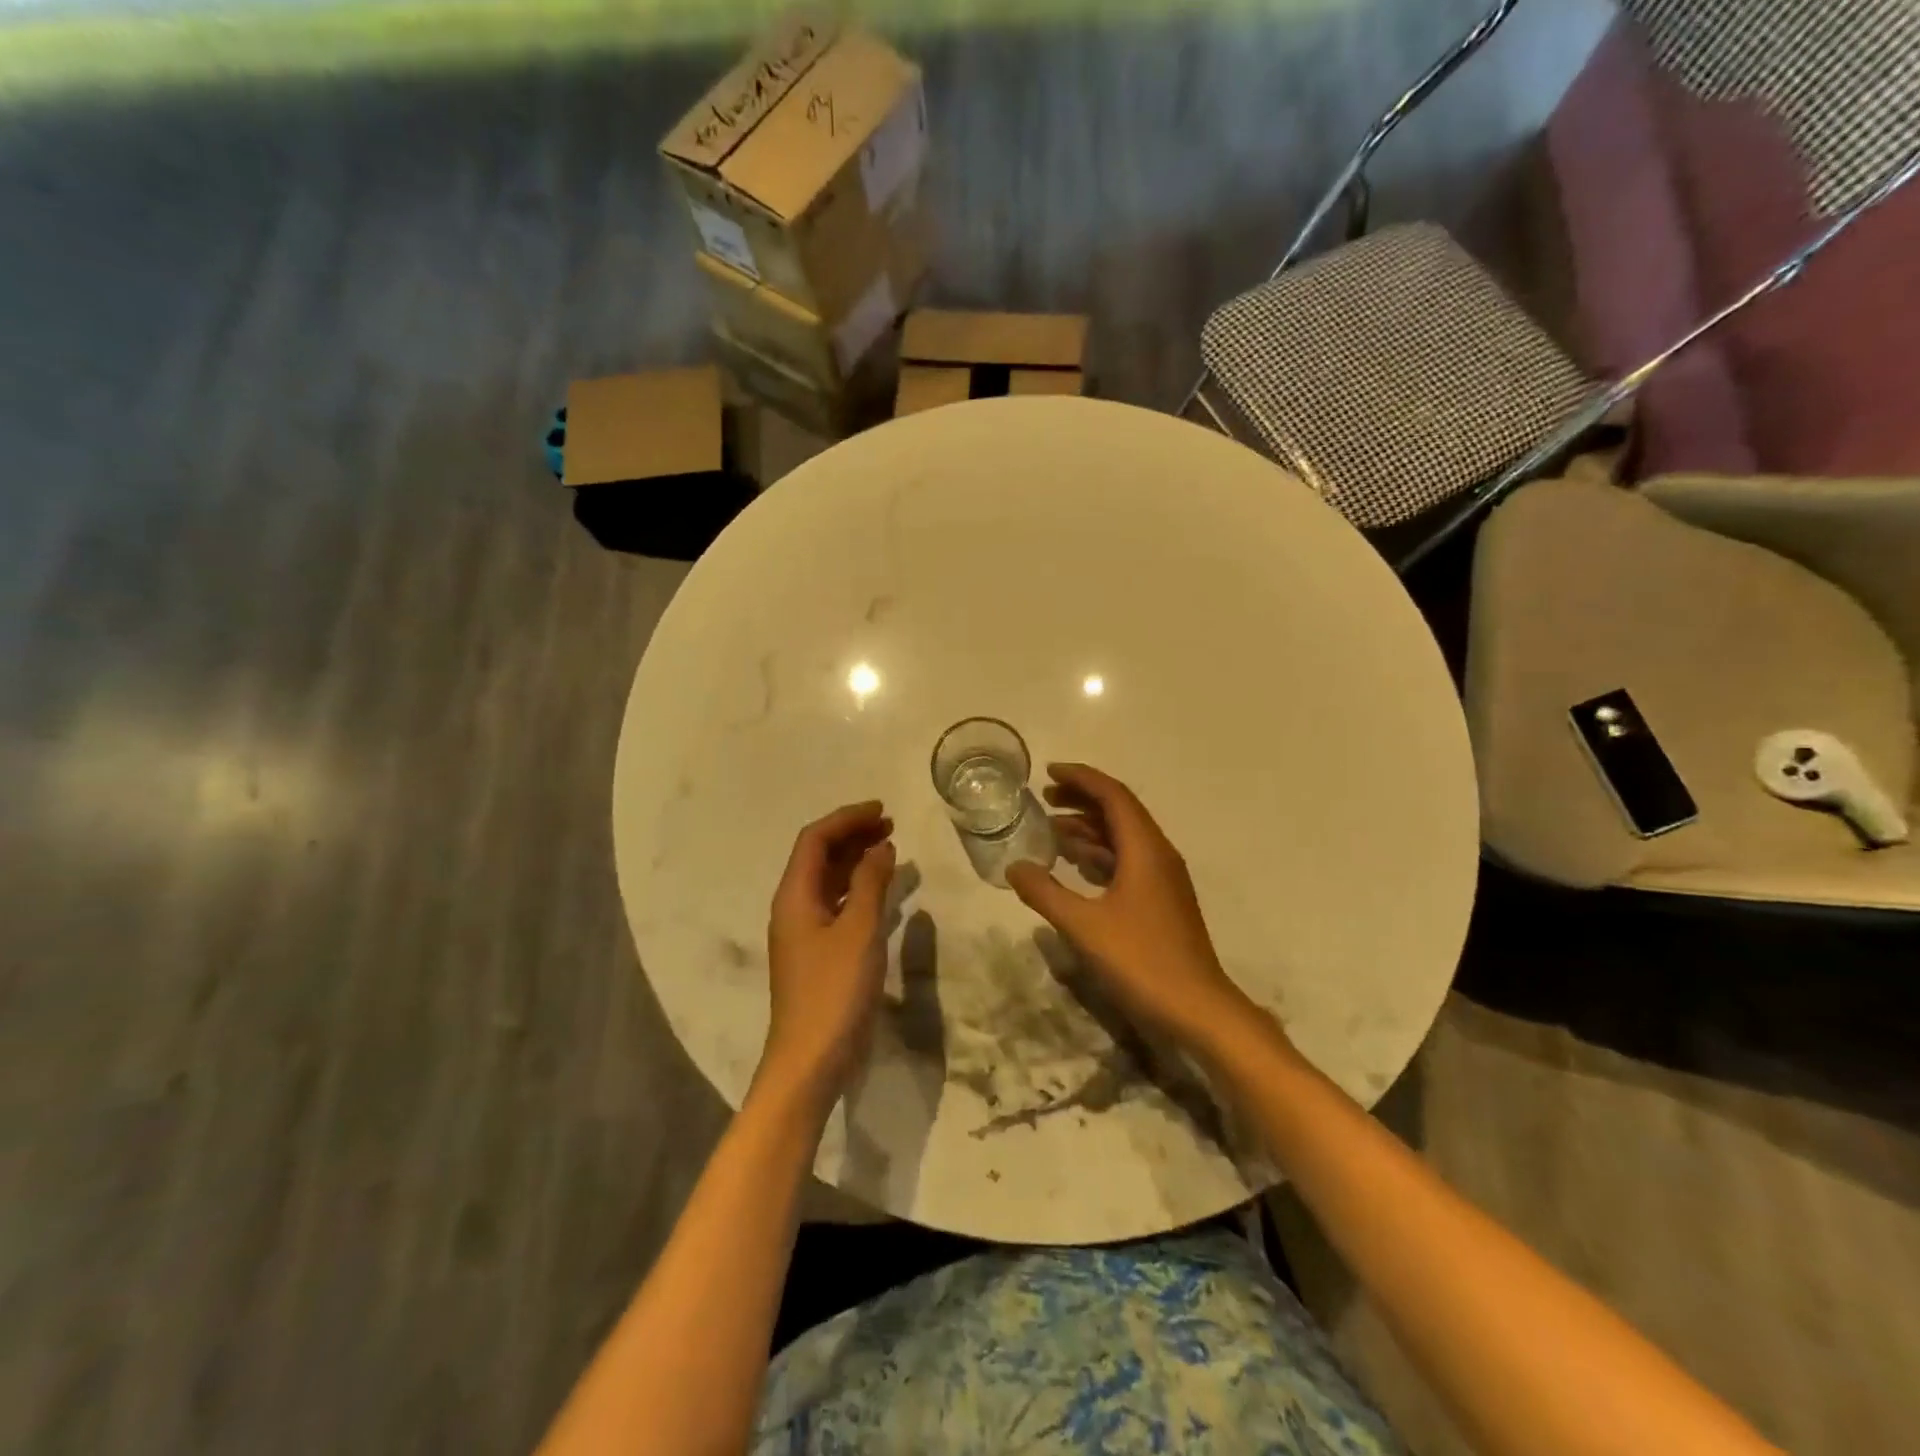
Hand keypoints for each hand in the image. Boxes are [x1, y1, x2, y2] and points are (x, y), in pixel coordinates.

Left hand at [759, 801, 897, 1110]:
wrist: (811, 1060)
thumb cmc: (834, 991)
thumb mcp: (860, 932)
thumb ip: (871, 884)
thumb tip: (881, 847)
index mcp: (795, 896)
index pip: (815, 840)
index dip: (846, 819)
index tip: (881, 810)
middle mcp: (794, 907)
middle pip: (819, 856)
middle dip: (852, 835)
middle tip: (890, 826)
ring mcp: (805, 932)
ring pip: (829, 880)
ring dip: (856, 860)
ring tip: (890, 849)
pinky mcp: (819, 953)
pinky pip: (838, 904)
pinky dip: (859, 889)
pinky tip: (883, 891)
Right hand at [1007, 764, 1250, 1047]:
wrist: (1198, 1010)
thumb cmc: (1141, 961)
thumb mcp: (1084, 926)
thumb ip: (1045, 893)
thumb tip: (1015, 866)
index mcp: (1145, 849)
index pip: (1113, 796)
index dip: (1081, 778)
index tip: (1048, 772)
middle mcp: (1158, 854)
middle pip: (1119, 811)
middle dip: (1082, 799)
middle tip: (1045, 799)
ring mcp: (1163, 879)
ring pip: (1123, 838)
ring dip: (1089, 828)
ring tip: (1051, 828)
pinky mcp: (1161, 902)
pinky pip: (1127, 861)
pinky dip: (1099, 855)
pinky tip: (1075, 866)